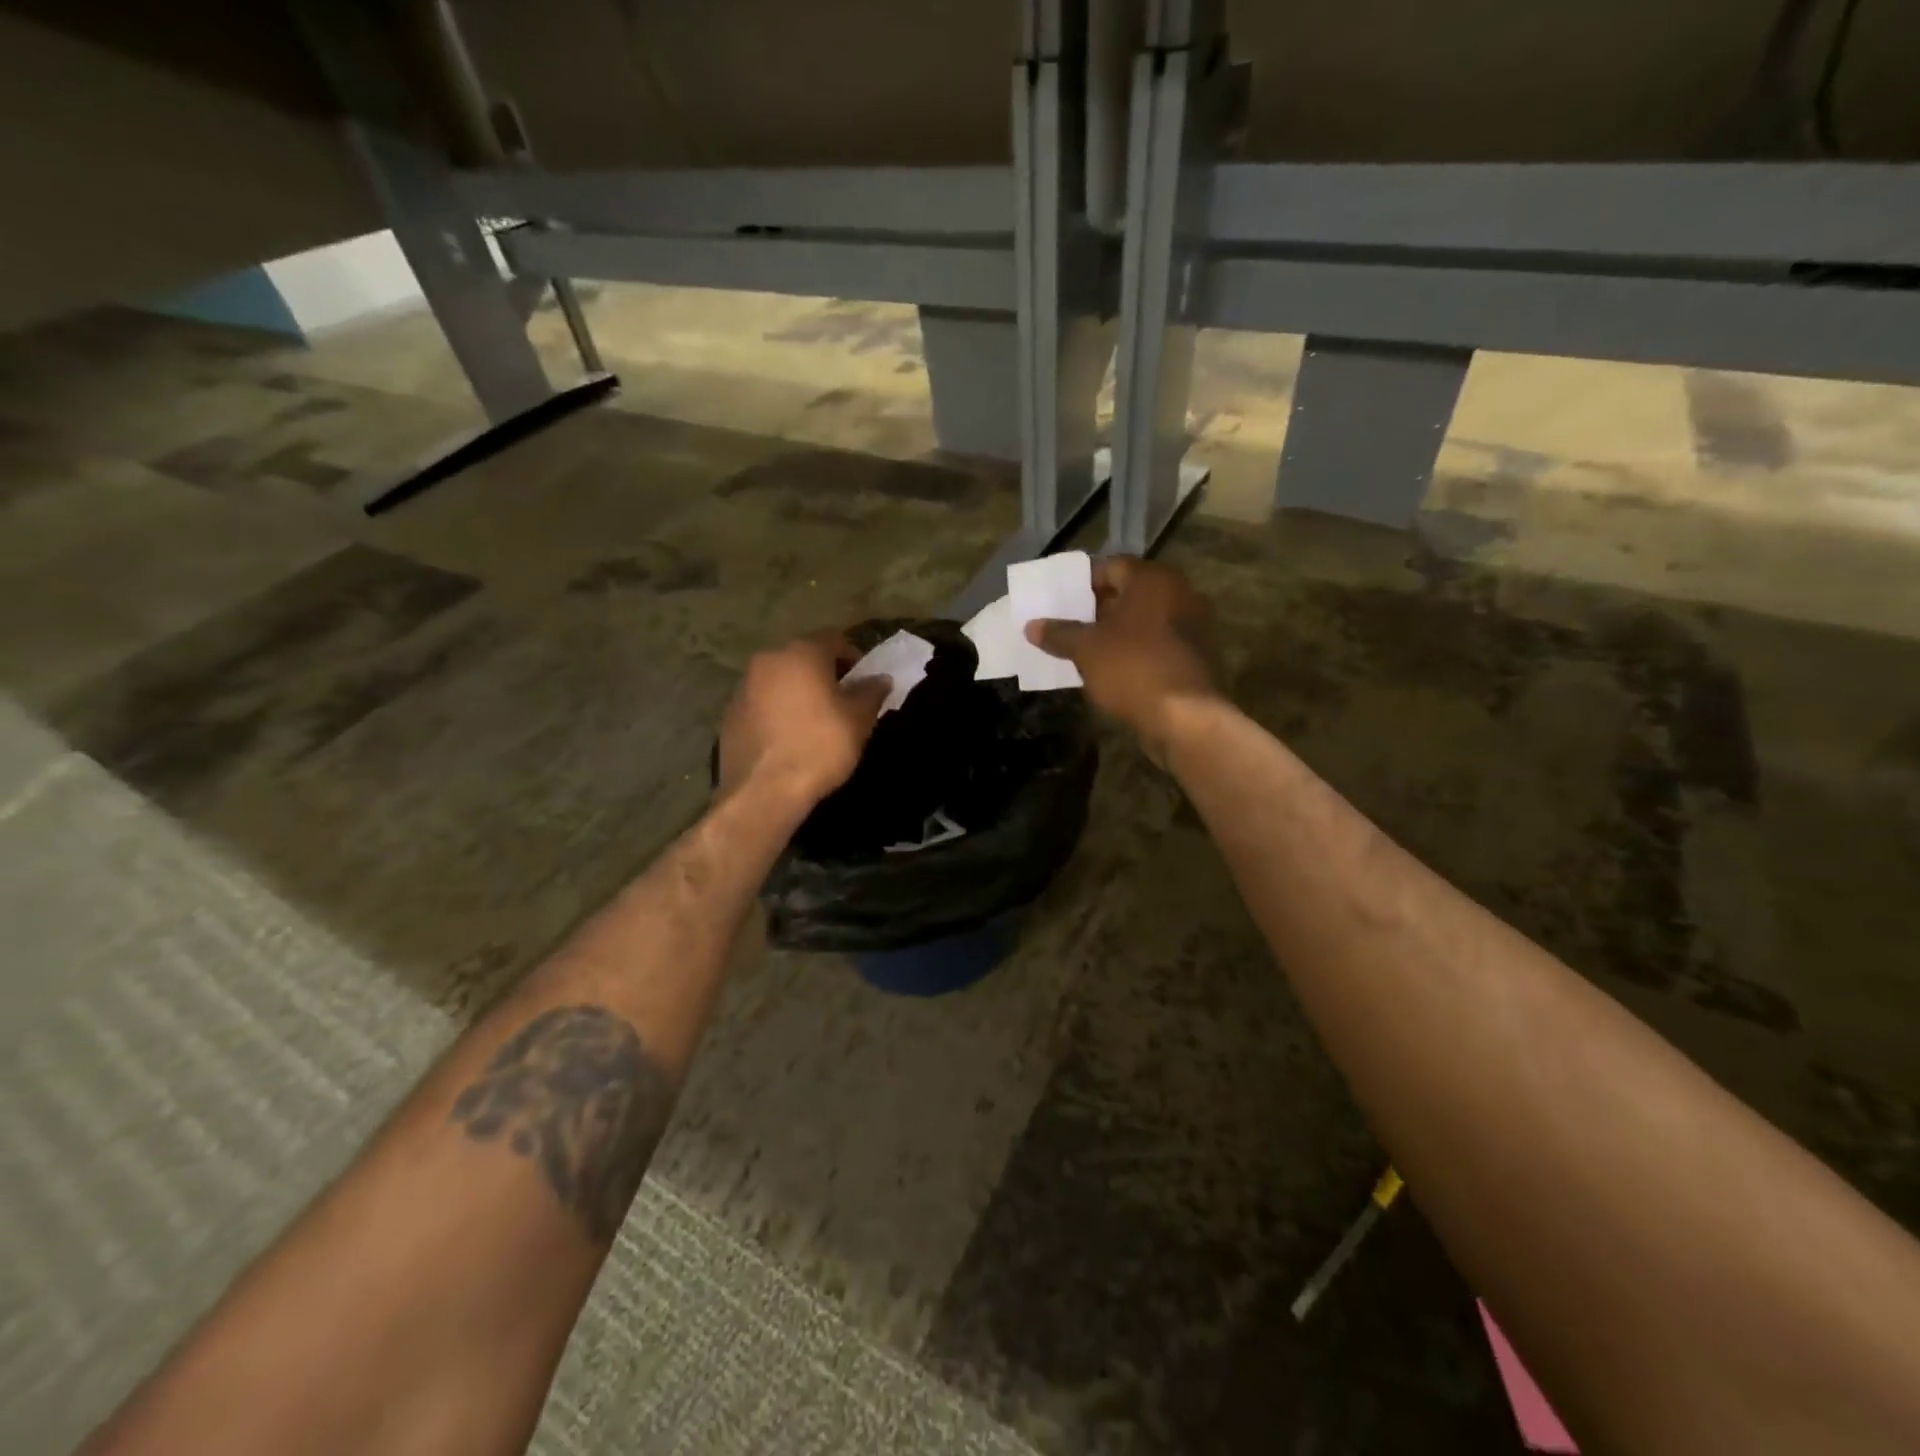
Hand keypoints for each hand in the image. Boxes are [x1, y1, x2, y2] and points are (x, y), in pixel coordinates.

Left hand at [717, 633, 888, 804]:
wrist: (764, 791)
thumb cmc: (819, 748)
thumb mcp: (858, 721)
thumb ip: (871, 693)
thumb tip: (880, 679)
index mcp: (802, 653)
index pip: (834, 639)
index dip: (853, 657)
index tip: (864, 683)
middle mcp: (768, 660)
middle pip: (803, 657)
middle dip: (824, 674)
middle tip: (842, 701)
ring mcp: (743, 686)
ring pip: (780, 679)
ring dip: (798, 692)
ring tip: (814, 722)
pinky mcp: (729, 714)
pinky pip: (761, 703)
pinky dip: (777, 711)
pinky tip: (788, 738)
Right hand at [1026, 556, 1221, 762]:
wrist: (1186, 717)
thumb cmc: (1132, 668)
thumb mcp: (1086, 650)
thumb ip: (1059, 634)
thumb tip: (1031, 626)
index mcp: (1152, 579)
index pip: (1111, 566)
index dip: (1083, 581)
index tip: (1061, 598)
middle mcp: (1179, 592)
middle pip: (1131, 591)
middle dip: (1099, 606)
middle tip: (1070, 622)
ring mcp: (1194, 624)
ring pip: (1146, 618)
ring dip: (1119, 629)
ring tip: (1087, 647)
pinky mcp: (1198, 654)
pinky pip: (1159, 641)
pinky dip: (1137, 648)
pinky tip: (1114, 667)